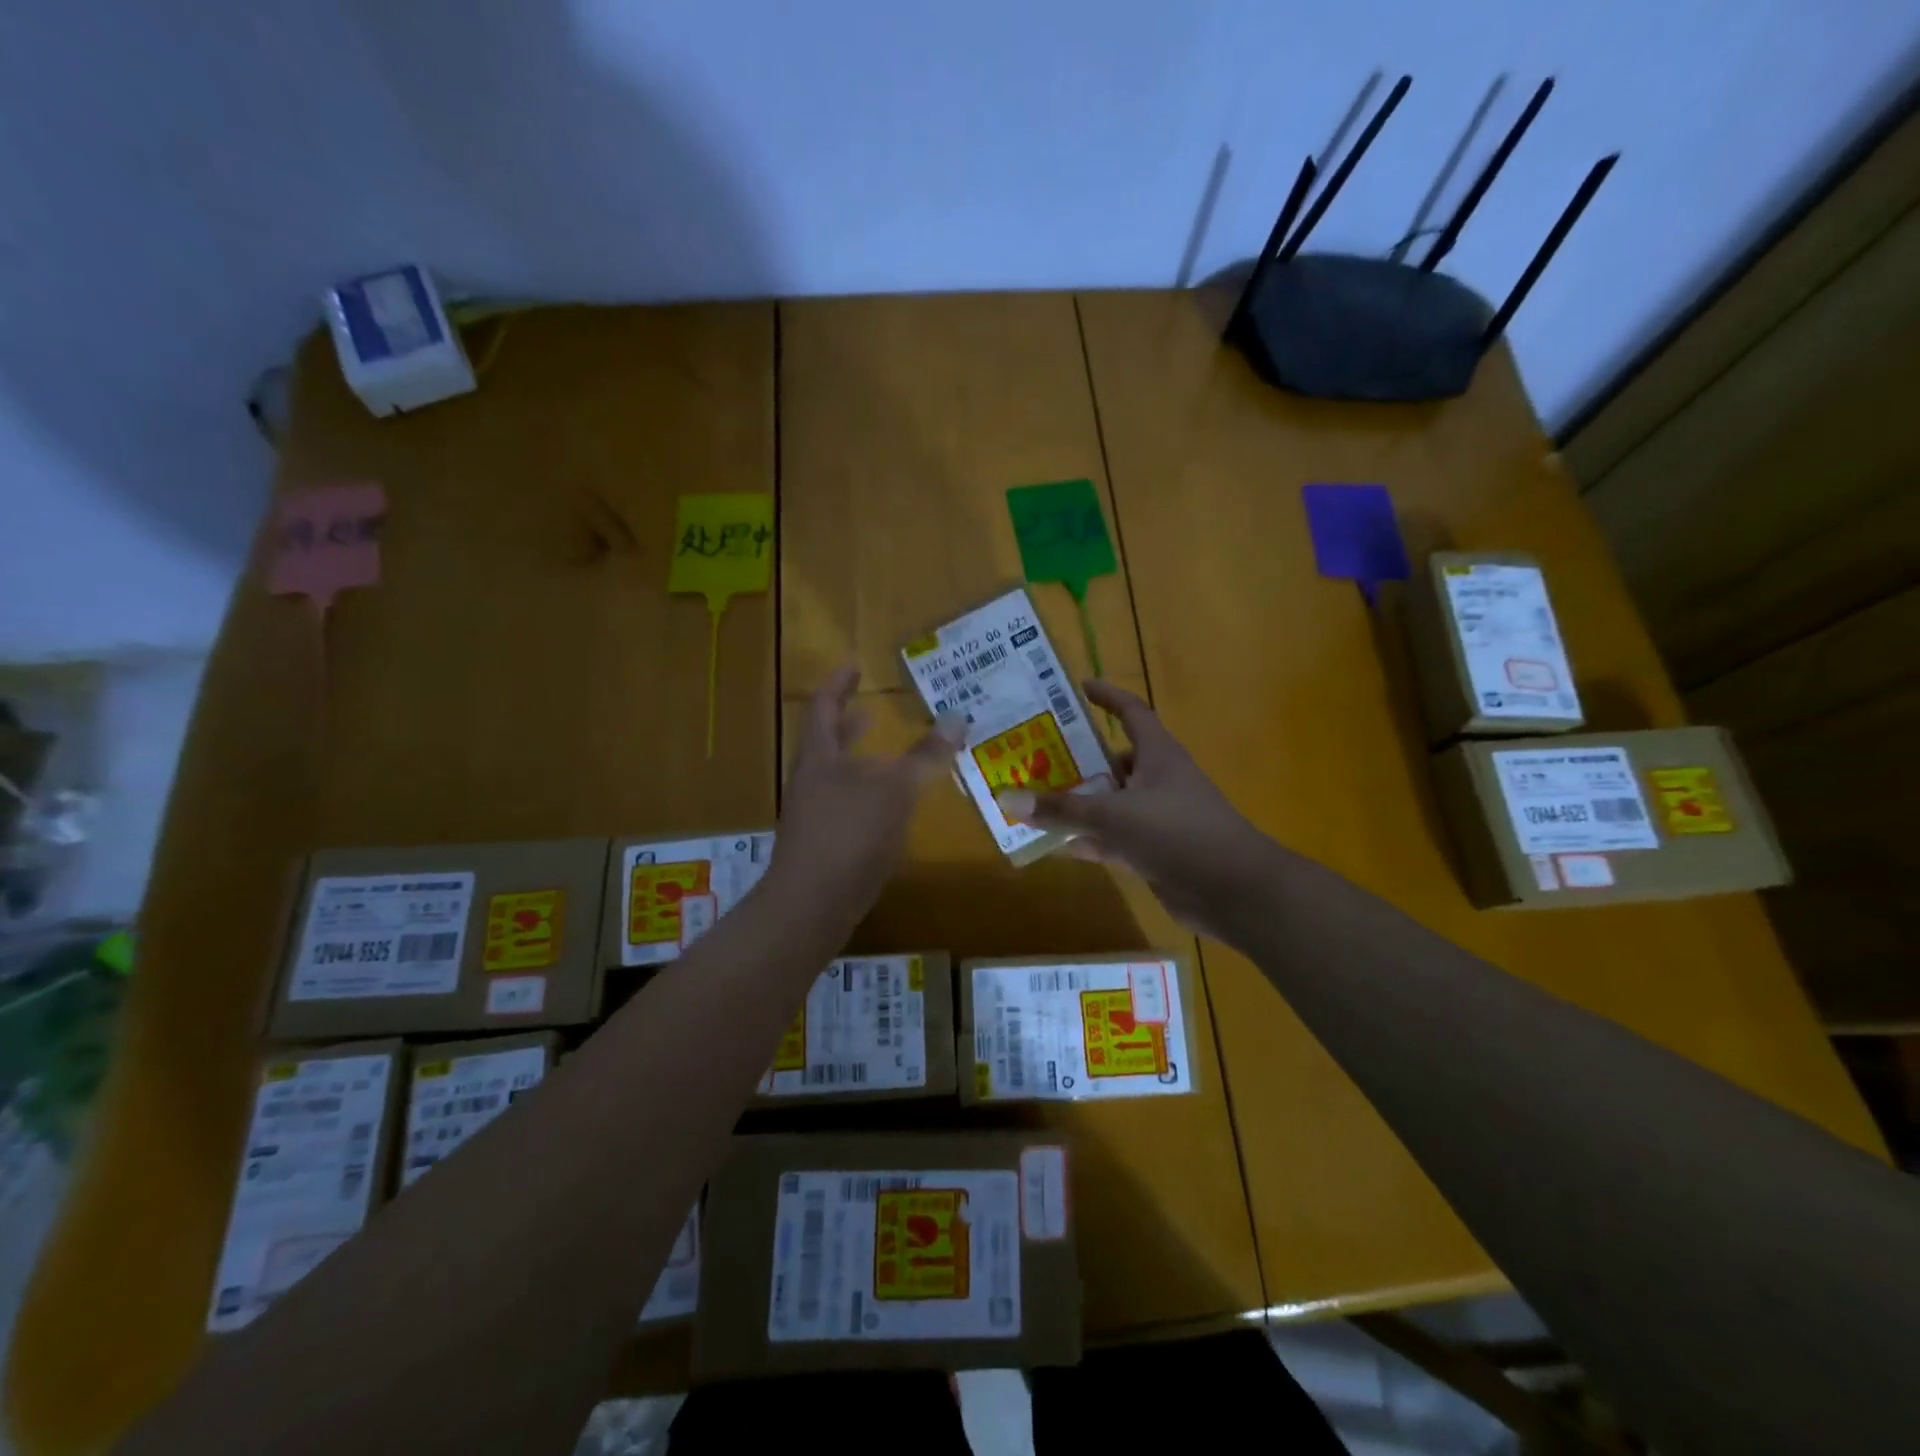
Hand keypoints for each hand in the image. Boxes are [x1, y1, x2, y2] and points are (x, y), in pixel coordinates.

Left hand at [766, 666, 964, 930]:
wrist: (812, 905)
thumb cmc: (850, 834)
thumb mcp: (895, 790)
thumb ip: (925, 756)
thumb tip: (957, 717)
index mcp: (820, 757)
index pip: (823, 706)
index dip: (838, 683)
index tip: (854, 665)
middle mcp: (811, 780)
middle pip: (826, 741)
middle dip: (848, 722)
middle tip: (869, 707)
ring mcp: (814, 814)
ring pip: (838, 775)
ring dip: (861, 759)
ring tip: (886, 753)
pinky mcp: (824, 845)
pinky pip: (847, 806)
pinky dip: (868, 794)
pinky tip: (890, 807)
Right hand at [996, 680, 1275, 942]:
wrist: (1233, 892)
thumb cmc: (1178, 833)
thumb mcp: (1114, 815)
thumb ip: (1062, 809)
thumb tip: (1007, 799)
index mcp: (1157, 754)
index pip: (1131, 712)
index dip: (1106, 697)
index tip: (1076, 688)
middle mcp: (1156, 780)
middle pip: (1110, 761)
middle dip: (1074, 759)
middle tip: (1031, 755)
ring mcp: (1154, 818)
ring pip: (1107, 803)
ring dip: (1075, 804)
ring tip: (1031, 798)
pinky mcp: (1152, 851)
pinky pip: (1110, 839)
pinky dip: (1085, 841)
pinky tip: (1051, 845)